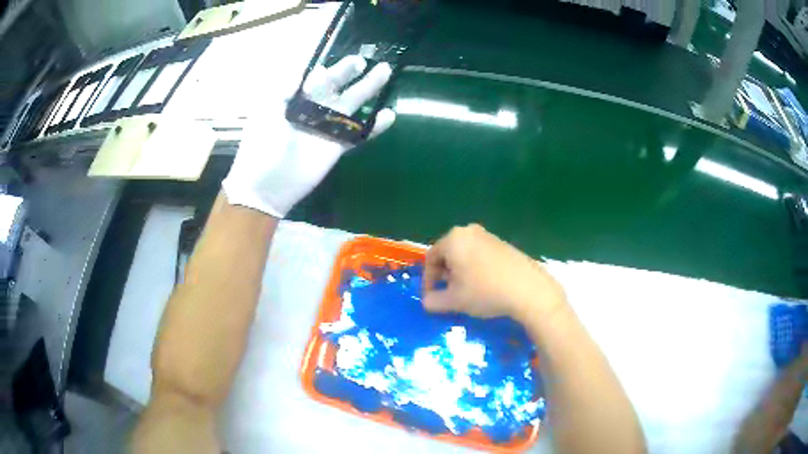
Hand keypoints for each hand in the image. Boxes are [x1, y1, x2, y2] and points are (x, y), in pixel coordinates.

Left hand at [222, 55, 395, 217]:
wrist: (265, 185)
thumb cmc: (261, 146)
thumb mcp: (267, 111)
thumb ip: (285, 89)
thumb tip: (305, 71)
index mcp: (294, 100)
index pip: (314, 79)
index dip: (325, 70)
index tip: (332, 64)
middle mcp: (312, 111)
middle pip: (335, 87)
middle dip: (348, 72)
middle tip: (361, 61)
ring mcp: (326, 128)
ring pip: (351, 104)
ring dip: (368, 89)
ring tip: (384, 71)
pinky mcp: (336, 147)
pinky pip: (358, 135)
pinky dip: (374, 127)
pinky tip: (390, 115)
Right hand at [423, 224, 567, 323]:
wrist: (528, 290)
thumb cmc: (485, 292)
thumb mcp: (454, 301)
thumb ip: (433, 301)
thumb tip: (426, 302)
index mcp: (453, 239)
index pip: (431, 258)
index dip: (428, 279)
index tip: (431, 297)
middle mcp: (469, 231)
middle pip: (448, 253)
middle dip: (444, 274)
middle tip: (448, 293)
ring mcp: (488, 235)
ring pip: (464, 254)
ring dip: (460, 272)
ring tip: (466, 291)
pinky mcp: (503, 243)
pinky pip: (480, 254)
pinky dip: (475, 268)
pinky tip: (484, 285)